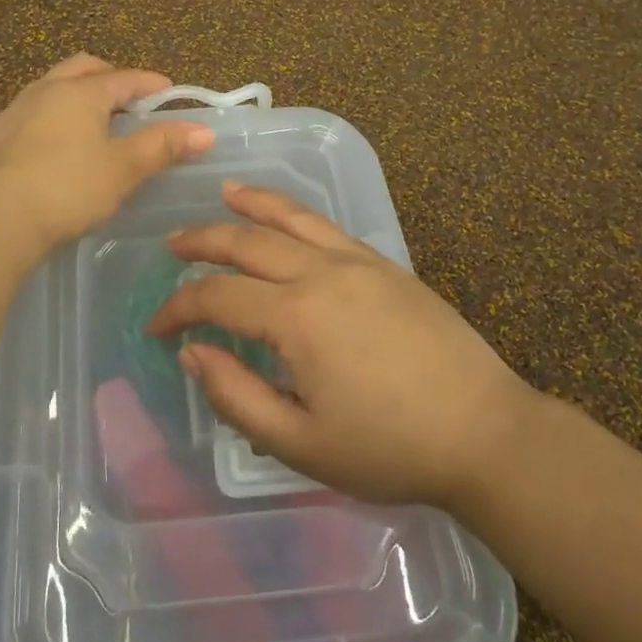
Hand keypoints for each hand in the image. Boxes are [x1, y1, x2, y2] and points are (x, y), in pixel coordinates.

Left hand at [0, 54, 214, 252]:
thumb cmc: (69, 188)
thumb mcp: (124, 168)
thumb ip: (162, 146)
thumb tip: (204, 130)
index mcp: (79, 93)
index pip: (123, 78)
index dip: (149, 83)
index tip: (168, 91)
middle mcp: (43, 92)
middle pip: (80, 69)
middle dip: (107, 77)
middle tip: (126, 97)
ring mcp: (10, 114)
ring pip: (47, 90)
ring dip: (72, 96)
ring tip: (89, 121)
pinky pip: (23, 119)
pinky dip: (45, 122)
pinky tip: (47, 148)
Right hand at [148, 183, 533, 509]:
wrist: (485, 433)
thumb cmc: (389, 448)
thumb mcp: (300, 443)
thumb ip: (236, 396)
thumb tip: (192, 352)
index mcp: (295, 317)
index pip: (217, 296)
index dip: (178, 307)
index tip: (156, 326)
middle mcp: (321, 273)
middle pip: (246, 242)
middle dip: (202, 242)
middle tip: (172, 247)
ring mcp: (357, 262)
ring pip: (290, 218)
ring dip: (250, 204)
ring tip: (222, 193)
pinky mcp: (385, 265)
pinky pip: (327, 227)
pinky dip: (296, 212)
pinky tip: (286, 216)